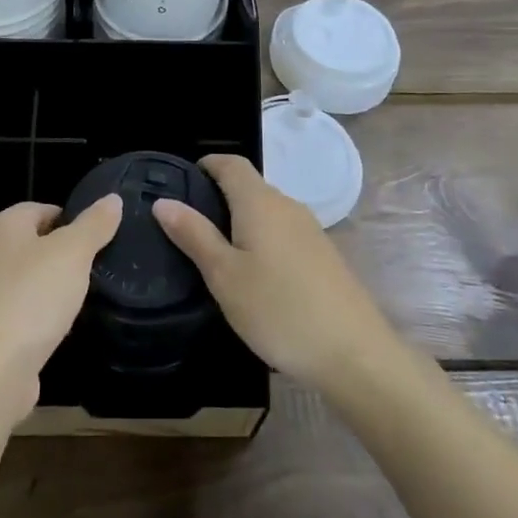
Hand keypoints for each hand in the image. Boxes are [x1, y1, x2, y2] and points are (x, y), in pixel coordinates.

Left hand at [0, 196, 122, 425]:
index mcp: (3, 227)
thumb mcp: (72, 253)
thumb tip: (113, 198)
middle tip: (99, 266)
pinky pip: (23, 314)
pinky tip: (62, 328)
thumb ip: (94, 225)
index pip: (41, 208)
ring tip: (86, 297)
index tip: (100, 237)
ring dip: (54, 288)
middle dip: (65, 255)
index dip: (72, 218)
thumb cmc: (31, 298)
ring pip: (29, 281)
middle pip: (34, 245)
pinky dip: (42, 318)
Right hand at [153, 155, 396, 395]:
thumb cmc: (278, 309)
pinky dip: (262, 240)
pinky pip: (283, 233)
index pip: (231, 163)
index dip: (206, 164)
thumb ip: (194, 235)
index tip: (182, 182)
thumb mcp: (224, 275)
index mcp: (260, 202)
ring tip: (215, 252)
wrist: (354, 353)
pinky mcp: (323, 255)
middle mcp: (287, 206)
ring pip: (267, 211)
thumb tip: (164, 201)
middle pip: (249, 186)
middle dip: (219, 196)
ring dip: (240, 220)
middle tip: (188, 226)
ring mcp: (310, 230)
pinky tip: (254, 274)